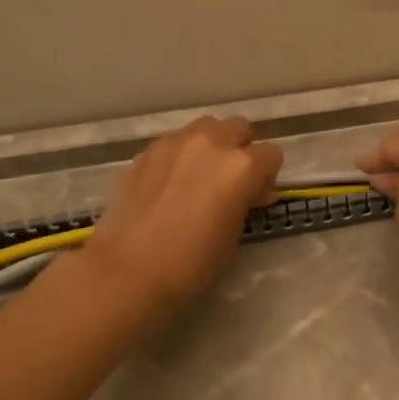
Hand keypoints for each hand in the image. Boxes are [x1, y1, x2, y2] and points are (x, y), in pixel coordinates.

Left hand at [82, 116, 283, 320]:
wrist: (126, 271)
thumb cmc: (190, 264)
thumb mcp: (233, 235)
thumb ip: (245, 201)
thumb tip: (248, 191)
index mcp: (241, 167)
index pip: (271, 155)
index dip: (266, 177)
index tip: (255, 197)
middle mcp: (211, 143)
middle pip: (239, 128)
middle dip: (241, 149)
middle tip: (229, 182)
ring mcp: (175, 142)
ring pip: (206, 128)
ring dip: (211, 145)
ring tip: (198, 177)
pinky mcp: (147, 151)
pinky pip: (175, 142)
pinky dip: (181, 155)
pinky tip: (169, 184)